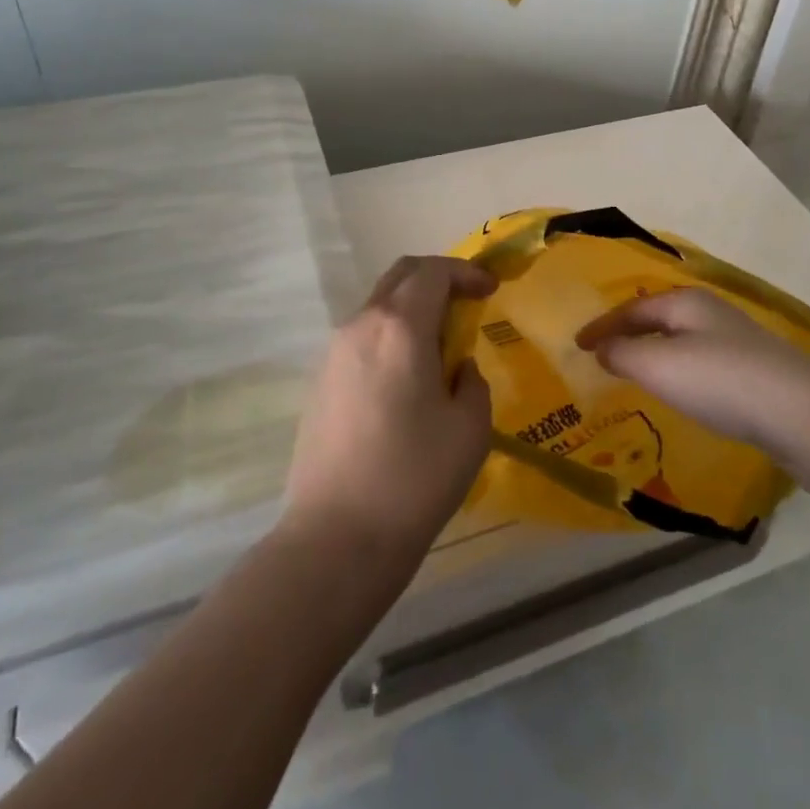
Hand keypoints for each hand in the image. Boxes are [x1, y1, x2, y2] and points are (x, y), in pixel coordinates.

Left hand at [282, 256, 496, 586]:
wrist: (337, 536)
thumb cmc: (415, 478)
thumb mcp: (470, 428)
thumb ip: (471, 381)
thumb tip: (456, 368)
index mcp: (400, 327)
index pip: (433, 272)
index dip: (466, 272)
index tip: (490, 289)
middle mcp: (361, 325)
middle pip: (400, 277)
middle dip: (437, 278)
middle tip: (467, 303)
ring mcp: (333, 352)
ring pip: (378, 306)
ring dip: (412, 309)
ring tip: (439, 347)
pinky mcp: (319, 380)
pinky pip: (361, 337)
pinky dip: (390, 335)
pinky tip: (405, 377)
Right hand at [575, 287, 809, 470]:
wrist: (803, 413)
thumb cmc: (720, 381)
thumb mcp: (659, 366)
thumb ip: (622, 354)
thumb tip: (603, 349)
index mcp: (685, 302)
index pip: (631, 309)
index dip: (601, 326)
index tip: (576, 345)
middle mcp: (711, 313)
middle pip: (659, 319)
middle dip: (630, 334)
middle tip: (604, 354)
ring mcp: (738, 340)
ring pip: (683, 341)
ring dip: (656, 354)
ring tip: (638, 374)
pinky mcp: (756, 371)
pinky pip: (703, 363)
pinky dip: (680, 372)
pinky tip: (684, 393)